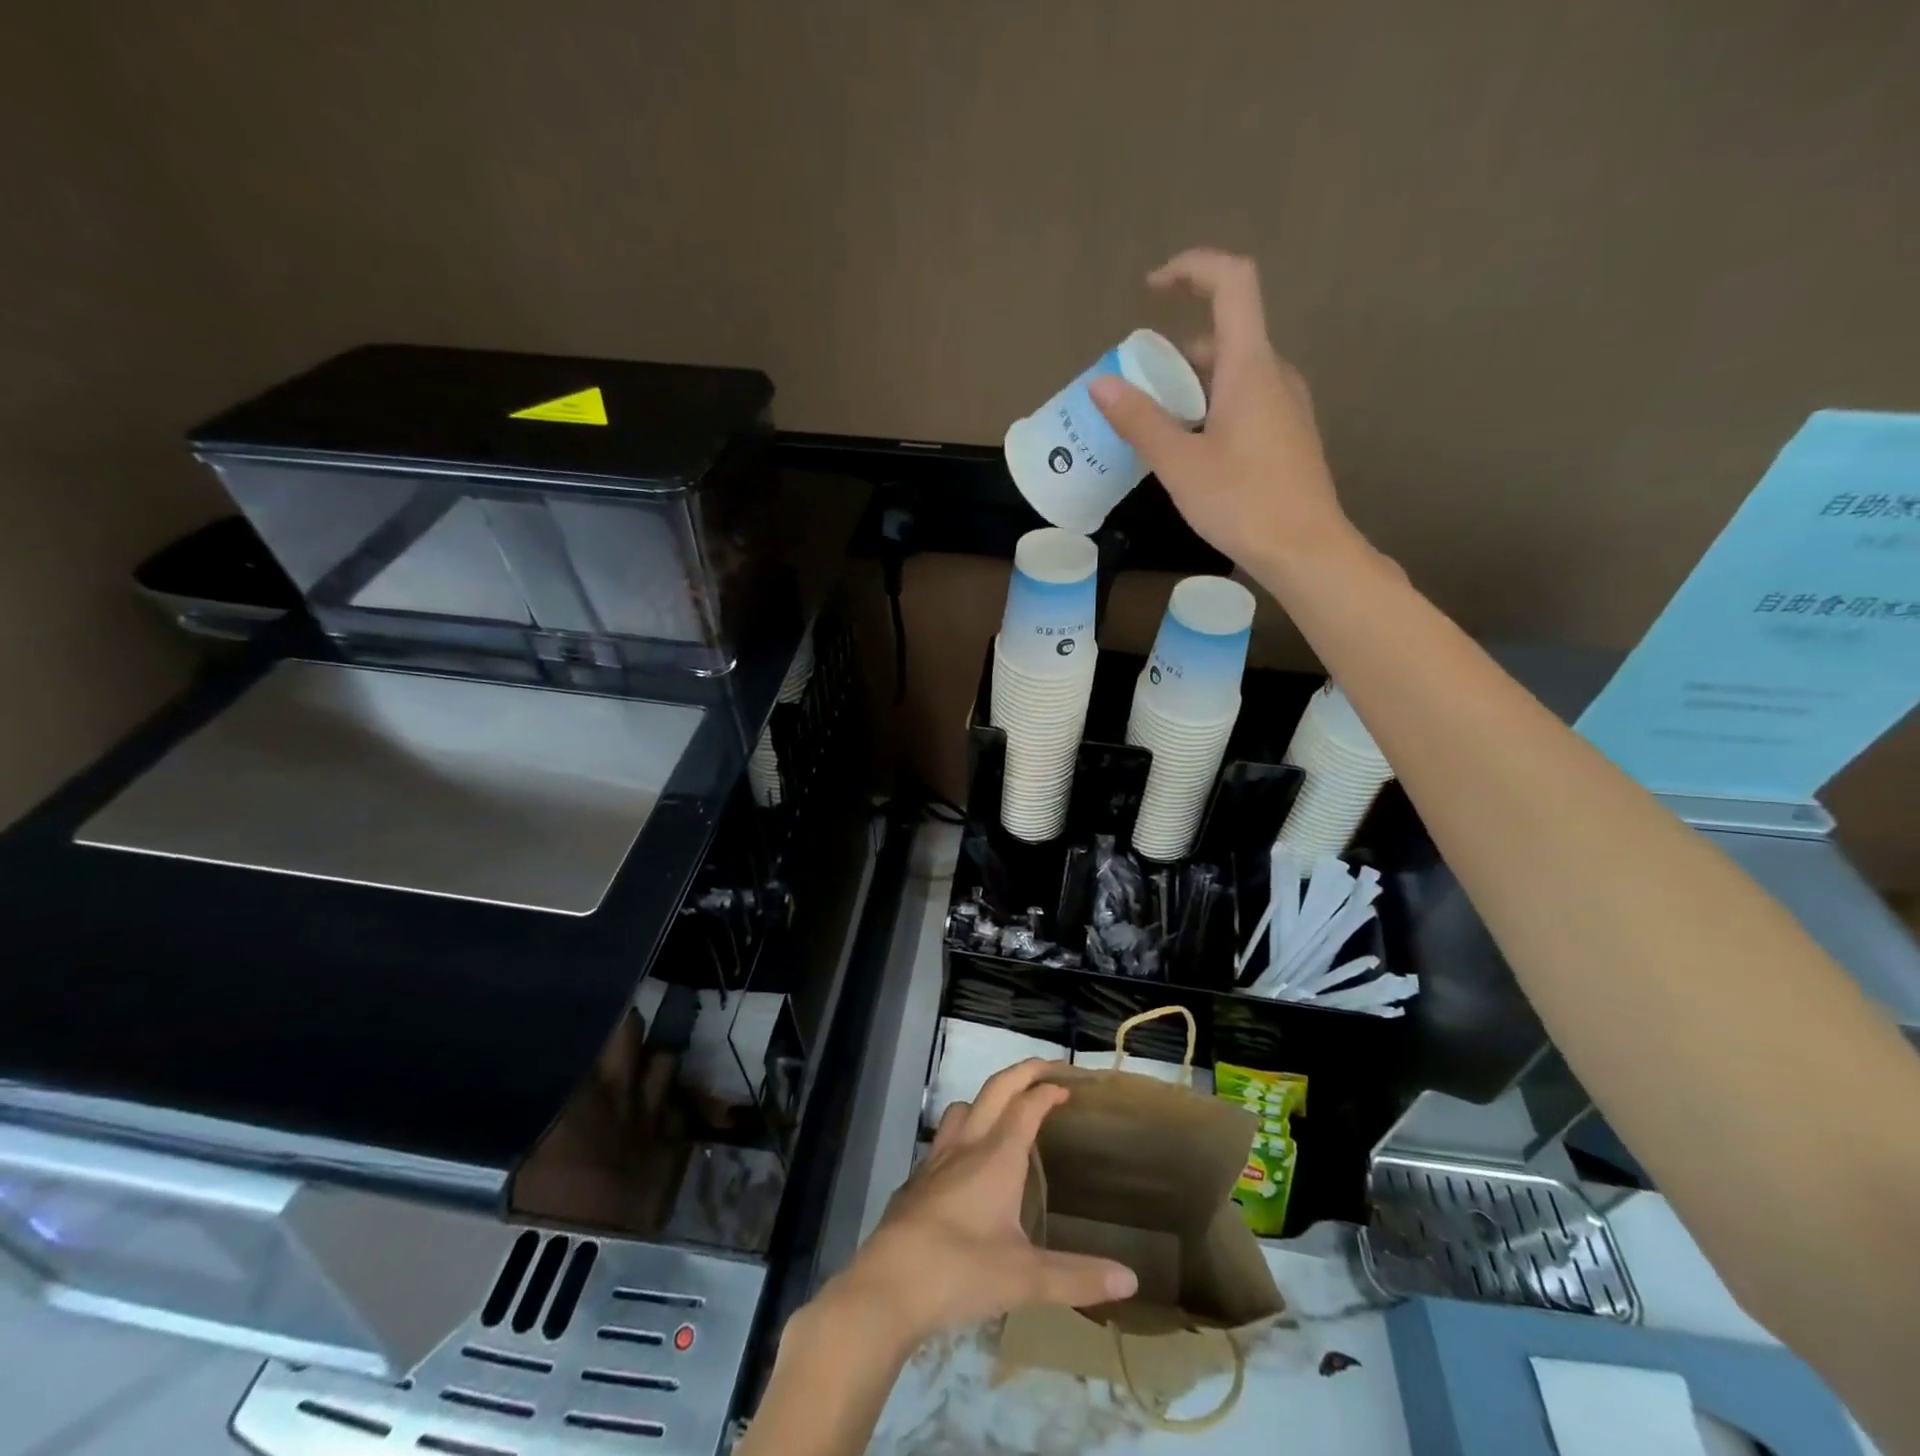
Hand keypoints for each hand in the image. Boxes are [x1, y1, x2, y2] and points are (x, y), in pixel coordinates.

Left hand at [822, 1059, 1137, 1348]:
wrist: (888, 1285)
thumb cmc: (961, 1272)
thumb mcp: (1026, 1279)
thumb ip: (1078, 1277)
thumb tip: (1131, 1280)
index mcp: (997, 1156)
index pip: (1027, 1105)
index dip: (1048, 1091)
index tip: (1068, 1087)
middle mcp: (967, 1145)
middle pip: (996, 1088)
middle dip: (1023, 1071)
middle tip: (1047, 1069)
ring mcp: (937, 1159)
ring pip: (964, 1106)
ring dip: (989, 1097)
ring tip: (1008, 1111)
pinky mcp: (917, 1179)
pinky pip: (945, 1137)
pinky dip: (965, 1130)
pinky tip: (968, 1162)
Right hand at [1089, 249, 1354, 574]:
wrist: (1306, 550)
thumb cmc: (1243, 503)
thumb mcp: (1180, 464)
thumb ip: (1140, 420)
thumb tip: (1100, 384)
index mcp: (1250, 366)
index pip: (1231, 282)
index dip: (1192, 269)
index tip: (1152, 288)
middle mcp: (1274, 373)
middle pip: (1225, 333)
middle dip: (1175, 350)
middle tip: (1136, 390)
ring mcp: (1287, 404)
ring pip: (1234, 371)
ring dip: (1192, 384)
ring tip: (1156, 427)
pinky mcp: (1288, 433)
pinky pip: (1245, 399)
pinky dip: (1211, 406)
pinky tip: (1190, 451)